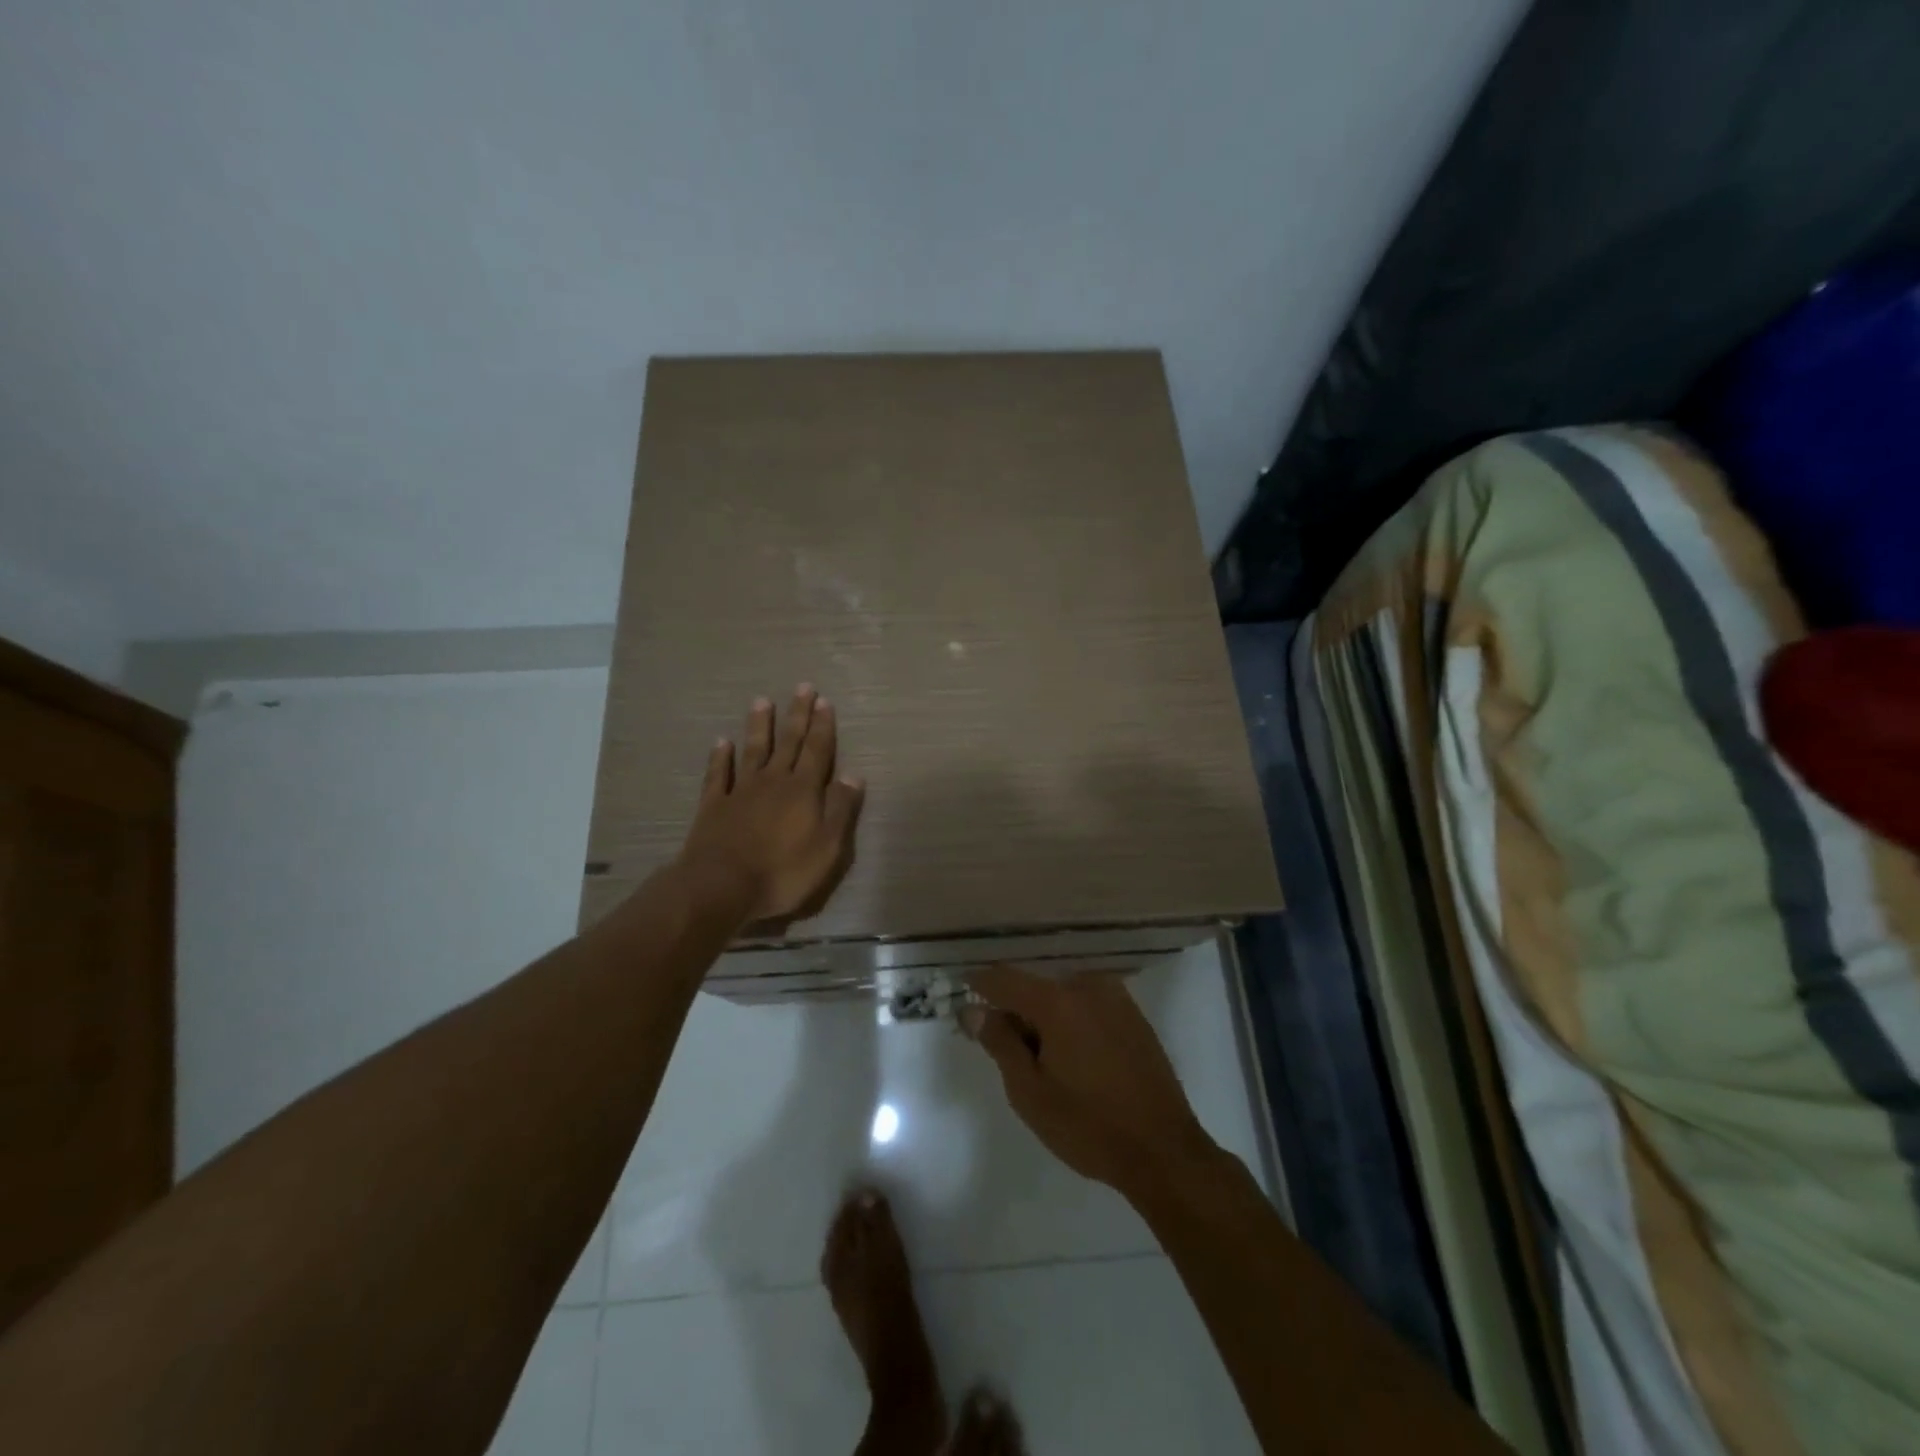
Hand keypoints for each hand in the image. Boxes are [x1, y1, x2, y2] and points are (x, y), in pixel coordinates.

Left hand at [676, 685, 864, 932]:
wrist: (722, 886)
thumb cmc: (783, 872)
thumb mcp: (827, 847)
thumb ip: (840, 809)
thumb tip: (854, 775)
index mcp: (803, 790)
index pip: (817, 751)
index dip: (822, 726)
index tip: (824, 701)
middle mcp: (773, 782)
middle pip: (788, 743)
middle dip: (797, 715)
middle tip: (802, 687)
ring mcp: (740, 791)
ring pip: (753, 750)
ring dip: (759, 726)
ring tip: (762, 701)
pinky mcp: (713, 806)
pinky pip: (718, 775)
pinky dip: (720, 757)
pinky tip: (721, 742)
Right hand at [963, 964, 1218, 1195]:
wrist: (1164, 1151)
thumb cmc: (1088, 1125)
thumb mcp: (1029, 1091)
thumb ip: (999, 1043)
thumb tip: (972, 1010)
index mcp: (1058, 1000)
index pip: (1004, 978)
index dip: (978, 984)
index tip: (960, 992)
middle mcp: (1087, 985)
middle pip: (1035, 987)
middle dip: (1015, 1011)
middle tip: (1005, 1050)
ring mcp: (1115, 998)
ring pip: (1062, 995)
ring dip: (1044, 1017)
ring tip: (1041, 1061)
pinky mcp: (1133, 1015)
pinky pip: (1087, 1005)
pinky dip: (1070, 1020)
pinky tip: (1073, 1059)